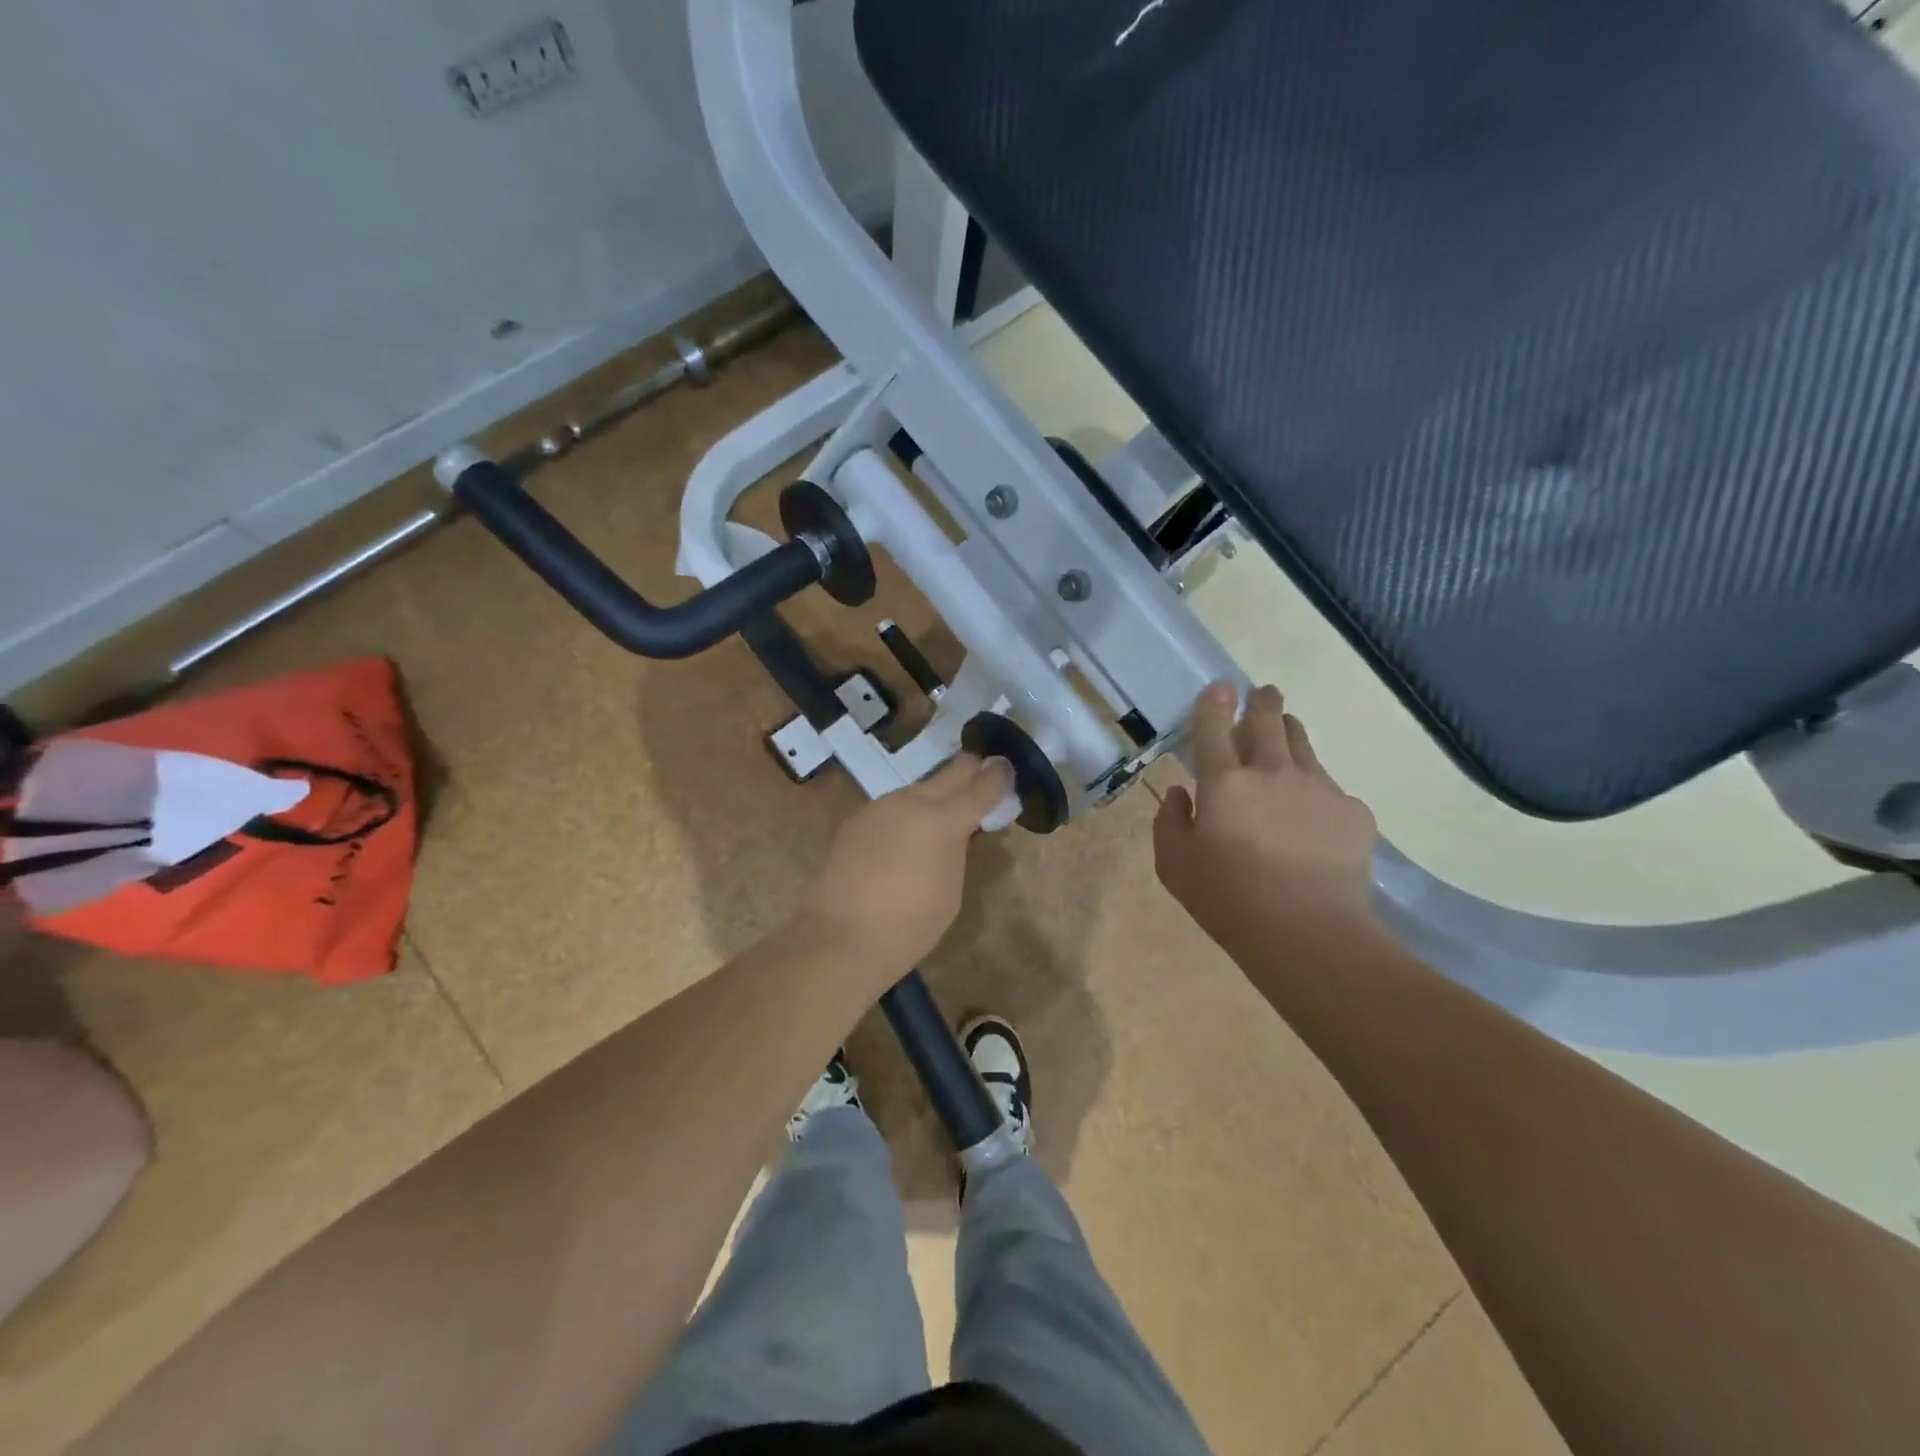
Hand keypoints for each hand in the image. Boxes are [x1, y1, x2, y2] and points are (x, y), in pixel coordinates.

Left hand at [798, 753, 1014, 985]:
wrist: (841, 938)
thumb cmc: (910, 925)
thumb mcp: (951, 890)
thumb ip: (957, 850)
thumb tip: (956, 832)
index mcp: (943, 820)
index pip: (980, 787)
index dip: (998, 777)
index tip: (1006, 768)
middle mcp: (911, 802)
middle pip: (949, 773)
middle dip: (968, 772)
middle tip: (982, 774)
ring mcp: (879, 807)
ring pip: (917, 790)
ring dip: (934, 797)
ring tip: (942, 816)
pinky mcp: (856, 821)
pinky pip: (892, 809)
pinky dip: (906, 816)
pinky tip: (904, 838)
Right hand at [1154, 683, 1377, 943]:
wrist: (1307, 931)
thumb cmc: (1227, 899)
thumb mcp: (1175, 866)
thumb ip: (1170, 822)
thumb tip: (1181, 794)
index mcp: (1224, 782)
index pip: (1214, 729)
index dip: (1215, 704)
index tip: (1220, 688)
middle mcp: (1272, 772)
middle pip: (1268, 721)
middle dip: (1263, 702)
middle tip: (1263, 693)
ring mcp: (1318, 788)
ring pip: (1303, 744)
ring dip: (1290, 732)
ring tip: (1287, 732)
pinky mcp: (1353, 812)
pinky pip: (1330, 788)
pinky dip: (1316, 790)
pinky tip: (1314, 816)